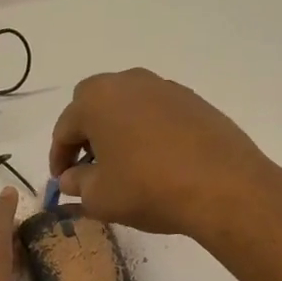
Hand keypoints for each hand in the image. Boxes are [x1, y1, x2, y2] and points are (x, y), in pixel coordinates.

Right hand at [49, 69, 280, 239]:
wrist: (222, 187)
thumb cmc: (148, 189)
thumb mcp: (100, 197)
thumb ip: (77, 184)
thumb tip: (71, 178)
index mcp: (96, 100)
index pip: (64, 128)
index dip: (58, 157)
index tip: (61, 182)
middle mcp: (129, 82)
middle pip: (94, 106)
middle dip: (86, 135)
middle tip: (88, 167)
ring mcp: (165, 88)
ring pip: (128, 107)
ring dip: (118, 131)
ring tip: (123, 165)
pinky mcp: (195, 102)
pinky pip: (157, 114)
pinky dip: (148, 133)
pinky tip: (155, 162)